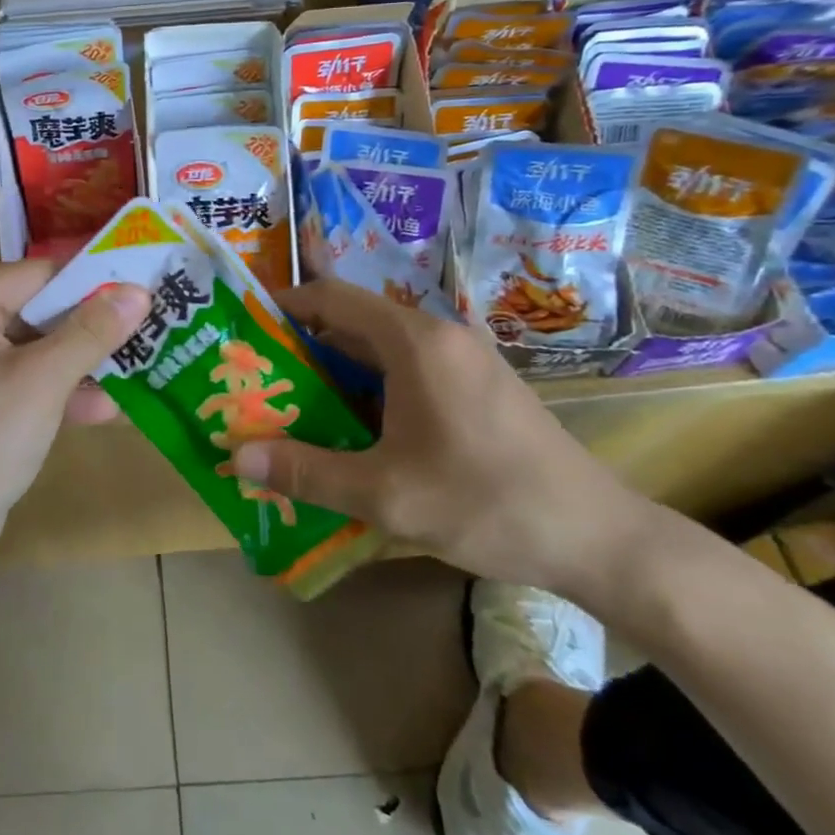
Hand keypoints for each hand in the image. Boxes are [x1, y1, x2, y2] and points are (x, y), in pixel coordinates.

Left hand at [0, 260, 150, 573]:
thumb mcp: (41, 384)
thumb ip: (90, 333)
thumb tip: (138, 291)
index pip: (36, 275)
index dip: (93, 283)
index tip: (145, 288)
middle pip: (36, 310)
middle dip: (89, 329)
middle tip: (148, 328)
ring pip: (34, 346)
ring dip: (80, 364)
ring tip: (138, 368)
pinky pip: (21, 377)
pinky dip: (56, 390)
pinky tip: (104, 409)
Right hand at [231, 280, 661, 598]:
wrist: (597, 536)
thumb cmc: (485, 502)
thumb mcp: (386, 494)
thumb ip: (307, 471)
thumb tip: (237, 457)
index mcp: (416, 342)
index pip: (334, 298)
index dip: (286, 306)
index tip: (248, 327)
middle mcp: (440, 337)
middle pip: (356, 323)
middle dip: (305, 347)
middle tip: (262, 377)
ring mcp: (466, 360)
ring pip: (383, 351)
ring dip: (338, 373)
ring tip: (296, 406)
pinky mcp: (480, 387)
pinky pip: (410, 371)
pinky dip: (372, 389)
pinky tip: (355, 430)